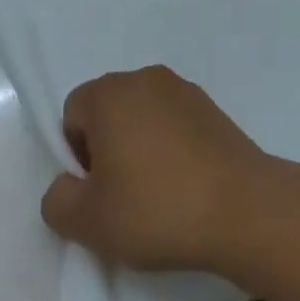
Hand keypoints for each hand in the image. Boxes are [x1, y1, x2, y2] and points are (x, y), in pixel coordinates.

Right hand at [40, 67, 273, 272]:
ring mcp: (183, 89)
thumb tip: (65, 186)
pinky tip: (186, 185)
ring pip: (144, 115)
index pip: (73, 113)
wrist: (242, 208)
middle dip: (108, 148)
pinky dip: (173, 147)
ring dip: (142, 146)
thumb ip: (58, 201)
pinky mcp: (213, 108)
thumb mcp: (88, 222)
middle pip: (109, 110)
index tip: (98, 191)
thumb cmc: (156, 208)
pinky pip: (176, 123)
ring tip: (158, 194)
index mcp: (109, 93)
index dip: (77, 155)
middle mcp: (144, 78)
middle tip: (123, 195)